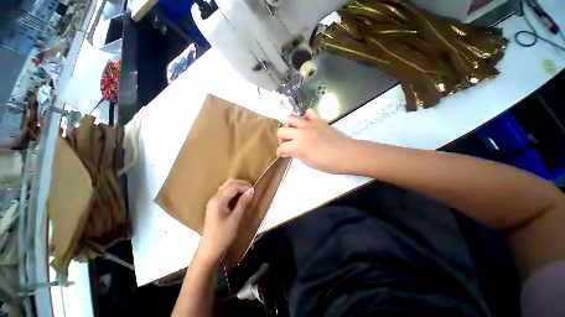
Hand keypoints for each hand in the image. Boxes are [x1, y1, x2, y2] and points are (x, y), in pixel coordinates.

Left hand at [197, 179, 253, 264]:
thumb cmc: (223, 235)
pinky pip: (226, 193)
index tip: (254, 190)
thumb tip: (251, 190)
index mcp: (218, 200)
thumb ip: (243, 202)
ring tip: (248, 193)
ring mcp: (214, 201)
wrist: (209, 250)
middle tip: (252, 190)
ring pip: (227, 187)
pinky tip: (241, 198)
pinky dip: (234, 193)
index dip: (245, 186)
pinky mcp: (215, 205)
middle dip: (242, 184)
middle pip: (229, 184)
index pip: (233, 186)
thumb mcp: (235, 219)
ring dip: (238, 187)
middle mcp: (215, 197)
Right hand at [277, 109, 356, 173]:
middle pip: (281, 131)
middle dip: (282, 139)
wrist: (346, 154)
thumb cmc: (327, 163)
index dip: (280, 152)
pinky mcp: (318, 120)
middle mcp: (299, 133)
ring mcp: (309, 124)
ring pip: (290, 118)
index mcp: (297, 146)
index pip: (281, 147)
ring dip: (289, 126)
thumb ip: (296, 155)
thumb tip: (287, 152)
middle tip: (288, 144)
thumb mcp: (308, 163)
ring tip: (294, 133)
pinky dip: (305, 117)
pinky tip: (307, 125)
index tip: (283, 154)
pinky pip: (308, 113)